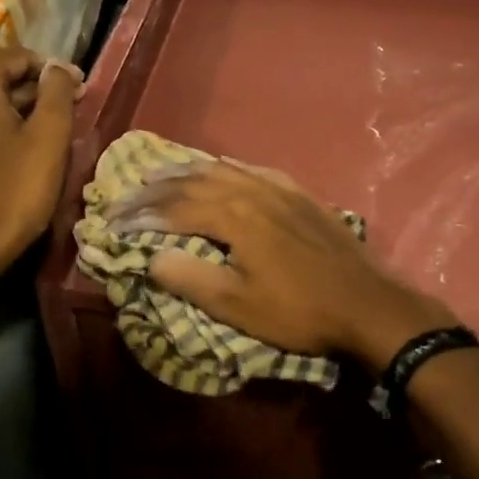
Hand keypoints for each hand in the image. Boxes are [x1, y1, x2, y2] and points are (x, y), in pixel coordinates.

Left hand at [0, 48, 80, 279]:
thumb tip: (59, 67)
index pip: (17, 57)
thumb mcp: (50, 136)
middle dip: (34, 93)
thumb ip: (58, 91)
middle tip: (68, 115)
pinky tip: (15, 154)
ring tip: (45, 137)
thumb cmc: (16, 188)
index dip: (52, 71)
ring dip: (15, 113)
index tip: (79, 91)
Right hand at [116, 160, 457, 366]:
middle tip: (126, 194)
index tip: (112, 221)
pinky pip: (254, 169)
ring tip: (161, 173)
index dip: (139, 214)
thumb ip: (191, 278)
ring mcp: (278, 188)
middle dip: (154, 188)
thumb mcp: (238, 305)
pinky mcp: (299, 194)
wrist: (366, 303)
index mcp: (232, 216)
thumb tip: (152, 257)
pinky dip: (227, 167)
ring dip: (187, 171)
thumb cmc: (298, 310)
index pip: (173, 208)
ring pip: (222, 169)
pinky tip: (223, 167)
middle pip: (193, 181)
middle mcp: (251, 190)